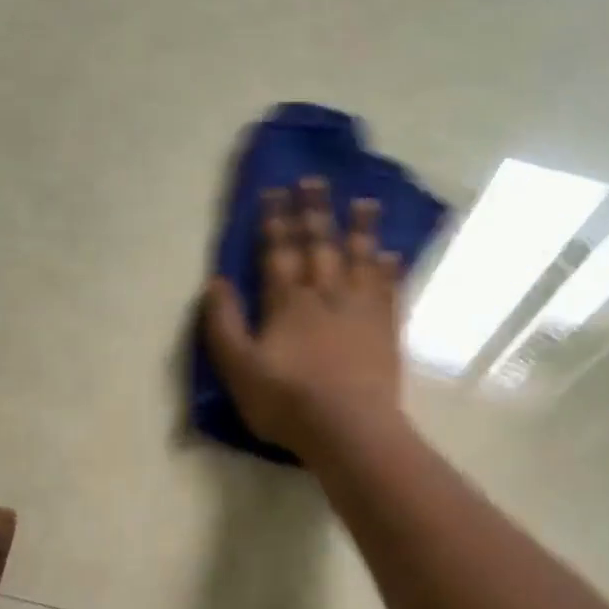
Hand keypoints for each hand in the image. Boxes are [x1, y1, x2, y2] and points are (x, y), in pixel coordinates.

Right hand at [202, 176, 403, 455]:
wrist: (348, 429)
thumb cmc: (287, 402)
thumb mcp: (238, 368)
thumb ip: (223, 324)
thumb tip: (215, 282)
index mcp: (287, 303)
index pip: (278, 252)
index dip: (275, 220)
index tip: (275, 190)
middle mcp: (325, 295)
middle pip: (320, 245)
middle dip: (314, 212)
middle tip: (315, 180)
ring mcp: (360, 311)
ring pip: (360, 259)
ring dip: (360, 229)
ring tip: (365, 201)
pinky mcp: (385, 330)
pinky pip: (389, 290)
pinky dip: (390, 270)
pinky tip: (393, 255)